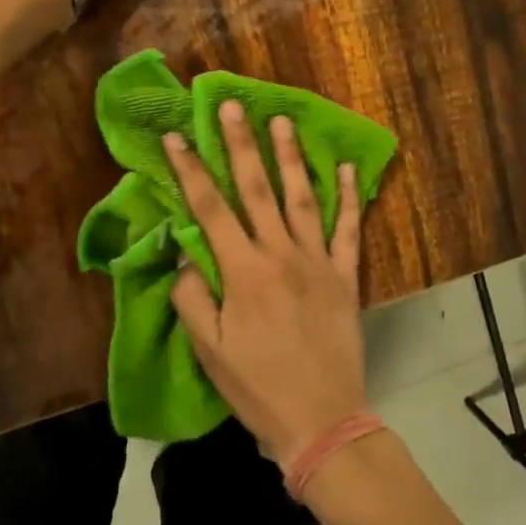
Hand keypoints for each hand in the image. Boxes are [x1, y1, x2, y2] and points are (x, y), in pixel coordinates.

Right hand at [165, 102, 367, 463]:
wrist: (321, 420)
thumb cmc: (257, 387)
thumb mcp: (209, 349)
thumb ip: (193, 296)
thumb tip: (186, 254)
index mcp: (242, 271)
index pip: (209, 209)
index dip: (190, 170)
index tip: (175, 137)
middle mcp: (280, 254)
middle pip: (256, 189)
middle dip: (240, 143)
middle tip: (232, 104)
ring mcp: (317, 261)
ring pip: (302, 197)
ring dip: (290, 156)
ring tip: (282, 120)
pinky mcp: (345, 276)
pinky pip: (349, 229)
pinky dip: (350, 197)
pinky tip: (347, 168)